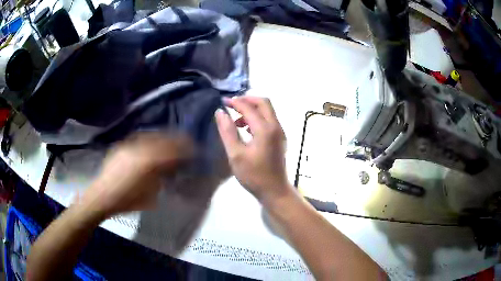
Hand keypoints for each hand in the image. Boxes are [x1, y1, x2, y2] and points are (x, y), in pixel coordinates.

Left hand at [80, 132, 192, 217]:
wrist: (102, 197)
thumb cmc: (128, 201)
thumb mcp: (150, 195)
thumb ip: (162, 179)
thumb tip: (171, 169)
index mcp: (148, 163)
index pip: (171, 151)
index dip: (183, 148)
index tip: (193, 148)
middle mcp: (139, 149)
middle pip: (162, 139)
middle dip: (175, 139)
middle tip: (185, 140)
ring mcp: (129, 146)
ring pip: (150, 136)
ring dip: (162, 137)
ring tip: (170, 139)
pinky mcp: (121, 146)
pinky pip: (139, 138)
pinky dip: (149, 138)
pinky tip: (151, 143)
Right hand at [215, 96, 292, 205]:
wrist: (275, 191)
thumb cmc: (254, 175)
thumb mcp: (236, 154)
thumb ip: (227, 131)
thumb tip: (220, 112)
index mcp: (265, 129)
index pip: (249, 107)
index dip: (235, 102)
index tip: (222, 101)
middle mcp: (276, 127)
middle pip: (263, 103)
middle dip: (247, 100)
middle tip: (232, 104)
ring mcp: (280, 133)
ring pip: (267, 111)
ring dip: (252, 109)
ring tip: (236, 120)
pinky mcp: (280, 139)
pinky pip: (269, 120)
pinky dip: (257, 118)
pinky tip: (246, 130)